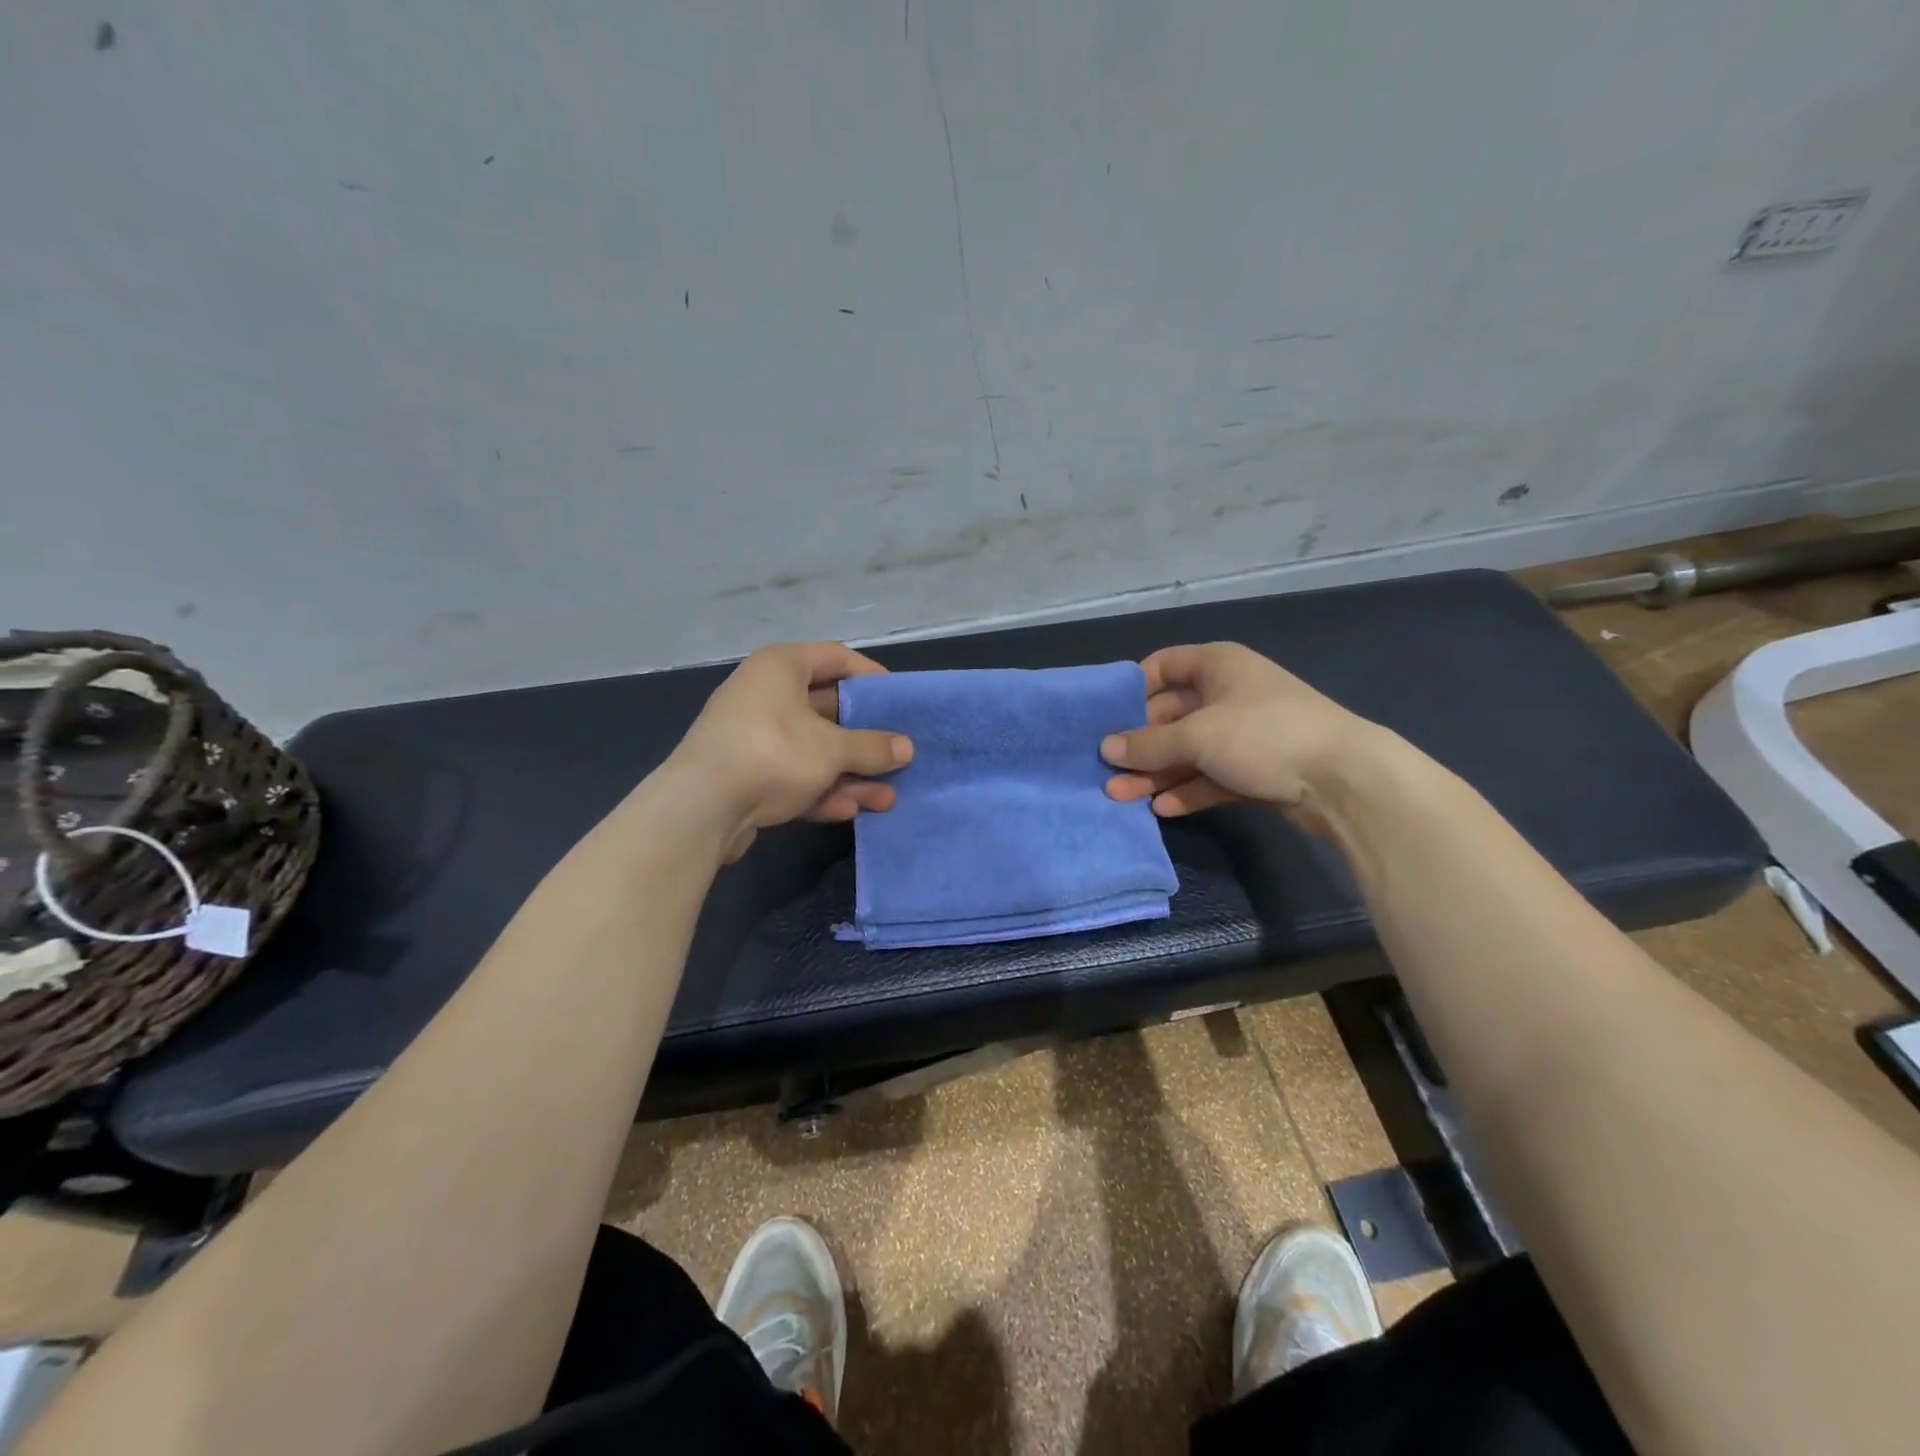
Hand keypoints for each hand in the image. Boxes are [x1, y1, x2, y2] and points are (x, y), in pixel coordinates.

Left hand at [664, 642, 912, 861]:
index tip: (898, 698)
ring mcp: (754, 736)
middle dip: (865, 738)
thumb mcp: (832, 749)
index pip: (836, 657)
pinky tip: (850, 810)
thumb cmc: (772, 754)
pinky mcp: (747, 774)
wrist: (700, 809)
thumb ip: (872, 747)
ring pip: (813, 749)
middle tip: (898, 753)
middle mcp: (765, 694)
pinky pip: (793, 775)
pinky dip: (821, 790)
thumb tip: (907, 747)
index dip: (871, 675)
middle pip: (828, 709)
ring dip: (850, 773)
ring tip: (887, 798)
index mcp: (781, 666)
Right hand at [1100, 643, 1374, 830]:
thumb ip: (1148, 744)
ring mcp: (1242, 734)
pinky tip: (1162, 809)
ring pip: (1187, 751)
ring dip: (1156, 773)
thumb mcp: (1197, 736)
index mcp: (1217, 665)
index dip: (1132, 689)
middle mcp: (1227, 694)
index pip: (1162, 666)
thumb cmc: (1263, 736)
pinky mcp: (1254, 770)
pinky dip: (1187, 790)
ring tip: (1120, 797)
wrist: (1343, 780)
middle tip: (1105, 769)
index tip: (1104, 718)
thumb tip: (1105, 748)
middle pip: (1170, 715)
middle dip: (1138, 744)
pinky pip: (1209, 776)